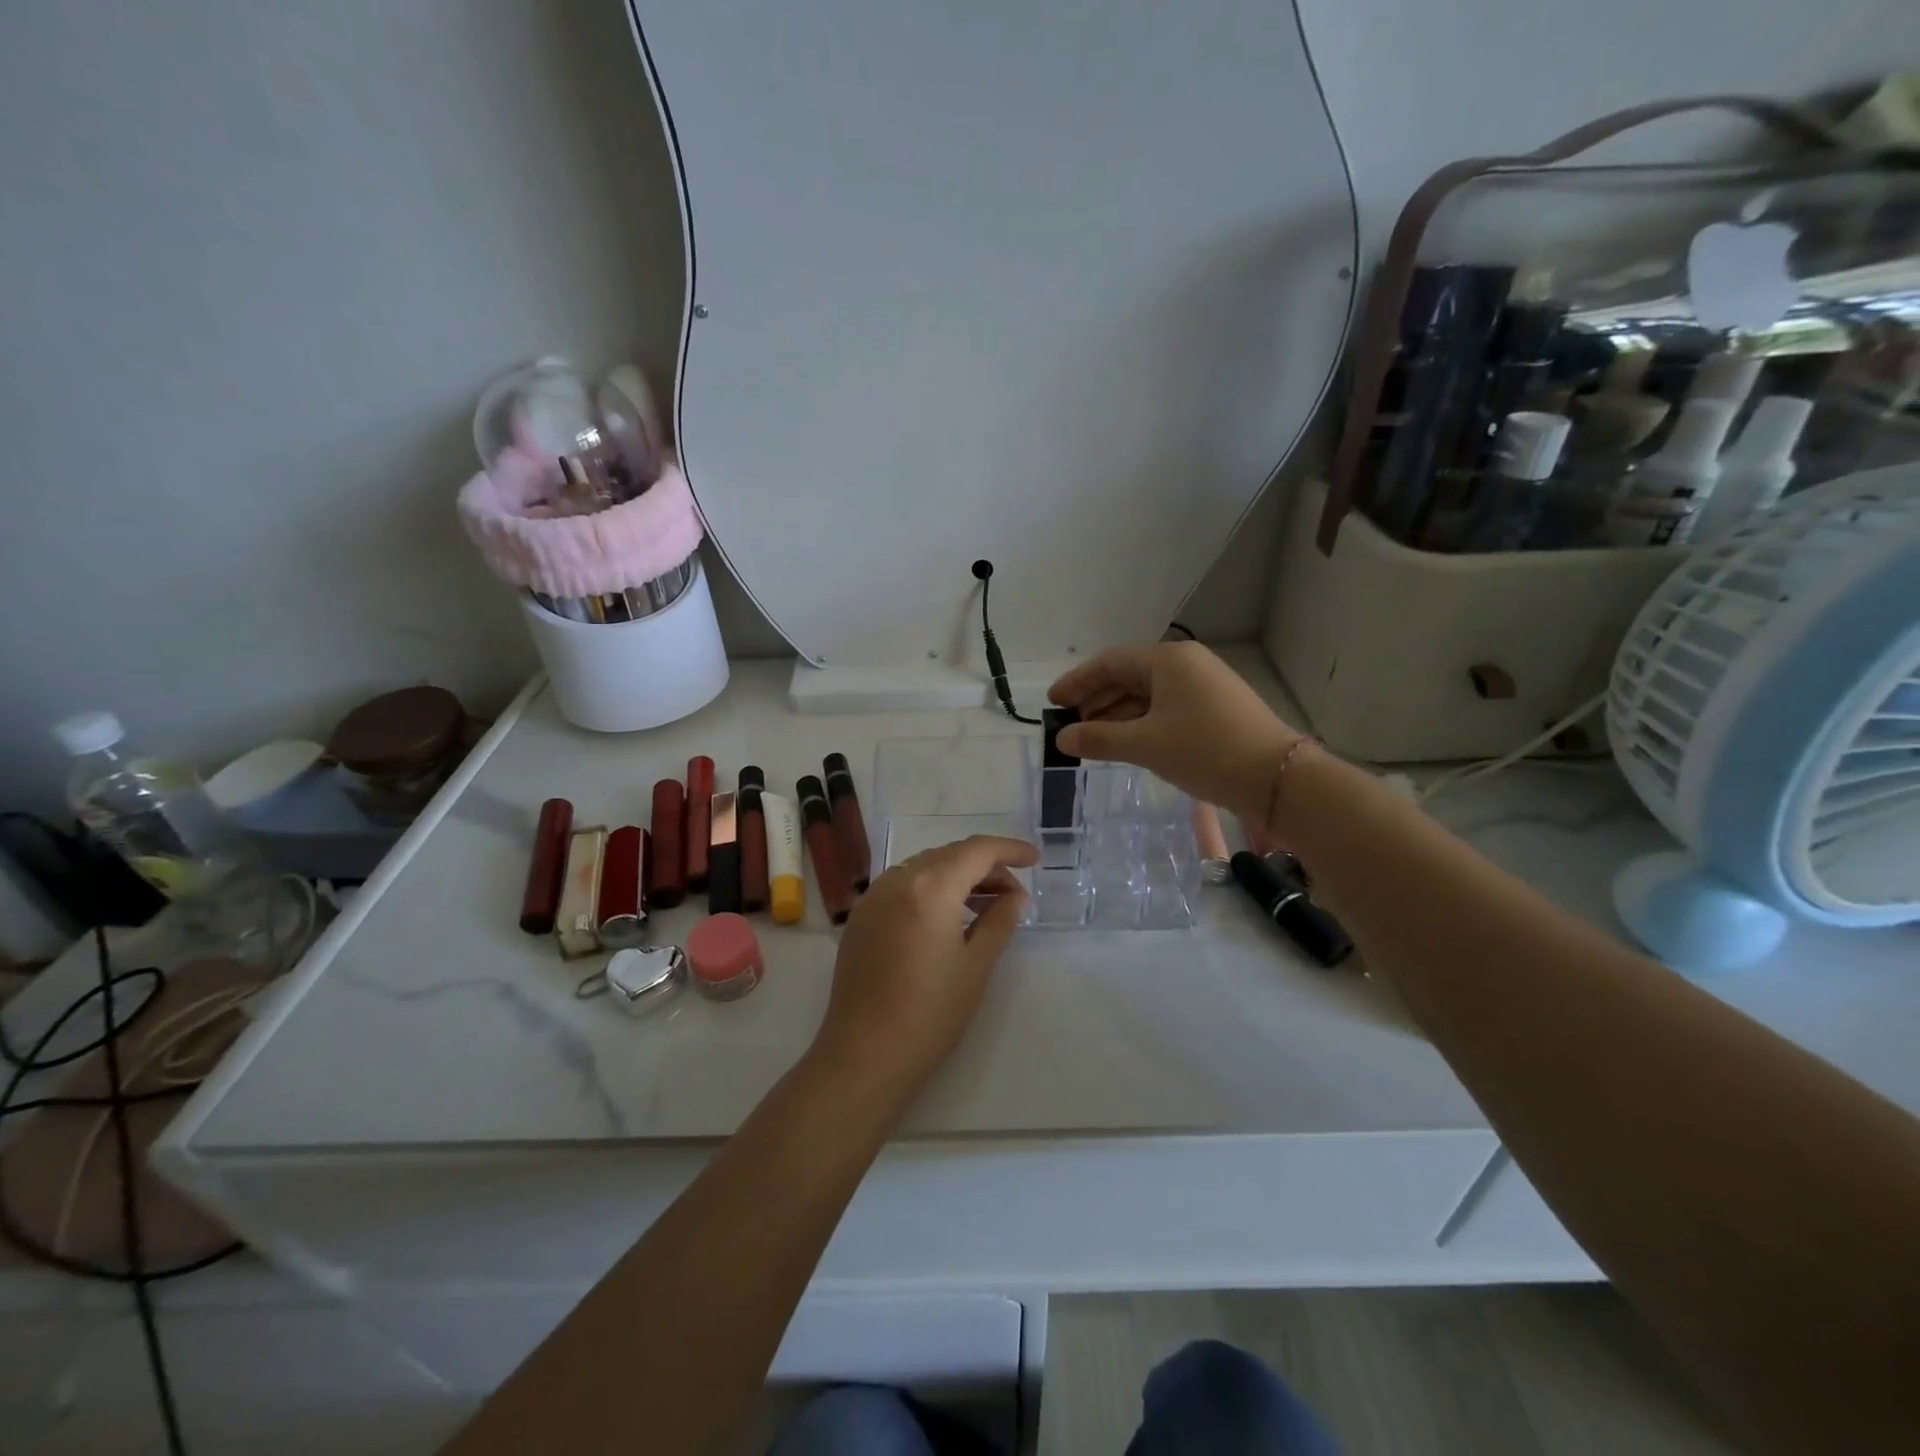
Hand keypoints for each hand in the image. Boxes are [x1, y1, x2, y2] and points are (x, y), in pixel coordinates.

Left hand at [811, 835, 1038, 1100]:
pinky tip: (947, 918)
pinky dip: (931, 889)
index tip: (1034, 859)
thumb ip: (1000, 920)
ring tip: (986, 906)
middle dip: (985, 866)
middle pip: (949, 855)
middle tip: (1014, 894)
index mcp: (929, 886)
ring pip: (924, 868)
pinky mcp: (861, 917)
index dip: (1009, 850)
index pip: (977, 850)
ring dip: (958, 877)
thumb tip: (1015, 896)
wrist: (864, 1055)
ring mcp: (873, 897)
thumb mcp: (976, 965)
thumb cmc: (930, 1013)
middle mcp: (897, 879)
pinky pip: (903, 886)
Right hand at [1048, 641, 1299, 818]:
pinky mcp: (1215, 710)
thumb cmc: (1205, 750)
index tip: (1052, 703)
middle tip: (1069, 726)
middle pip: (1129, 677)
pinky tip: (1126, 744)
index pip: (1110, 663)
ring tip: (1092, 740)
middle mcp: (1187, 665)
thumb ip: (1098, 739)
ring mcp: (1204, 687)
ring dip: (1117, 716)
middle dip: (1096, 701)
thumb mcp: (1145, 744)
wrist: (1276, 778)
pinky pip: (1166, 709)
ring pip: (1148, 696)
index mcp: (1168, 660)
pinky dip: (1141, 724)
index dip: (1078, 682)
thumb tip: (1062, 739)